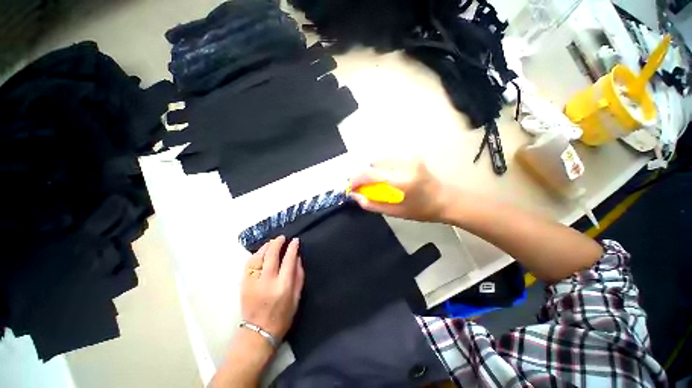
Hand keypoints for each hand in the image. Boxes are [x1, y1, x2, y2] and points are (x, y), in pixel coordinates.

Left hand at [241, 236, 304, 341]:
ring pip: (258, 257)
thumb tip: (297, 257)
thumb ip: (298, 275)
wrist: (259, 332)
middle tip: (282, 238)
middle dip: (277, 243)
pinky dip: (255, 255)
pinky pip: (248, 264)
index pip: (288, 259)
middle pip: (271, 254)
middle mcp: (267, 281)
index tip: (295, 241)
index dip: (292, 247)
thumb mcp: (297, 297)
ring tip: (271, 243)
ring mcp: (253, 282)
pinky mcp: (243, 284)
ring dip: (265, 247)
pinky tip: (260, 252)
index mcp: (283, 285)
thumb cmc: (283, 315)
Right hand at [349, 159, 453, 221]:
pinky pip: (390, 160)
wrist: (447, 199)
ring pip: (381, 160)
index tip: (351, 186)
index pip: (370, 174)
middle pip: (373, 163)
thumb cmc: (422, 210)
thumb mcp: (395, 212)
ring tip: (379, 183)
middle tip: (366, 187)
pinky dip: (384, 168)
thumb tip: (356, 196)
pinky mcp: (412, 156)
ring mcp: (410, 158)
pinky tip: (390, 177)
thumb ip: (372, 204)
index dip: (356, 179)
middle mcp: (404, 165)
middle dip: (366, 175)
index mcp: (401, 181)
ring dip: (375, 171)